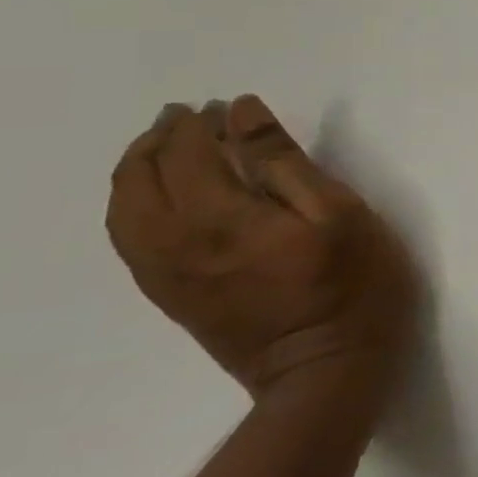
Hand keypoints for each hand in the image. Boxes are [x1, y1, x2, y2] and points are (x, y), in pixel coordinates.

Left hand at [106, 95, 417, 405]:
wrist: (325, 372)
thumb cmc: (352, 286)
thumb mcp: (338, 214)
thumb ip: (286, 162)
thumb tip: (242, 114)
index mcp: (219, 219)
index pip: (190, 153)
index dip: (204, 123)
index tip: (226, 105)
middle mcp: (175, 243)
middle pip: (142, 177)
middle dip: (161, 139)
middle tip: (188, 115)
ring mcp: (166, 274)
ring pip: (125, 209)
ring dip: (138, 169)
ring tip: (165, 147)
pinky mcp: (171, 295)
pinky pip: (129, 239)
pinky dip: (132, 205)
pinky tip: (158, 198)